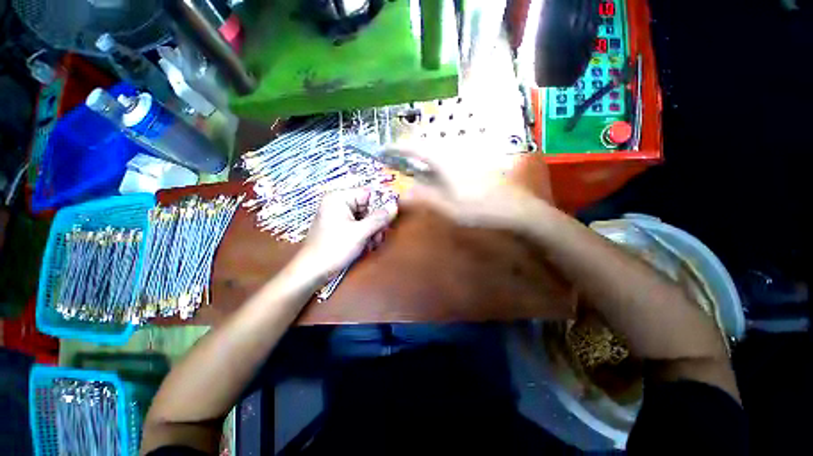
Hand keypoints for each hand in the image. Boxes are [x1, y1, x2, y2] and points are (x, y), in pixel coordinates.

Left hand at [297, 188, 397, 277]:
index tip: (390, 218)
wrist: (313, 271)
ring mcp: (339, 216)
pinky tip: (367, 246)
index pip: (368, 193)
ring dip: (373, 231)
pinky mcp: (341, 227)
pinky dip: (366, 235)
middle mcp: (339, 204)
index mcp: (339, 198)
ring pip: (366, 218)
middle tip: (378, 236)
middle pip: (368, 207)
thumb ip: (379, 218)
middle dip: (376, 222)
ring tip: (372, 244)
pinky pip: (359, 226)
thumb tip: (395, 205)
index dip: (381, 204)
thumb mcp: (360, 232)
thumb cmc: (335, 248)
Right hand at [397, 142, 542, 229]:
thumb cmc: (479, 208)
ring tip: (414, 167)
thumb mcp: (447, 207)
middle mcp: (455, 154)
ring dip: (424, 157)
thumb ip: (423, 198)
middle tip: (399, 159)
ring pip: (439, 152)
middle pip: (428, 147)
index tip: (385, 149)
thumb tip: (401, 193)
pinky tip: (438, 174)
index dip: (399, 148)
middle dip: (411, 151)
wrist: (515, 208)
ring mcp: (467, 158)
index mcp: (445, 162)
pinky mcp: (475, 165)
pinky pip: (449, 159)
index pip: (417, 148)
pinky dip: (437, 164)